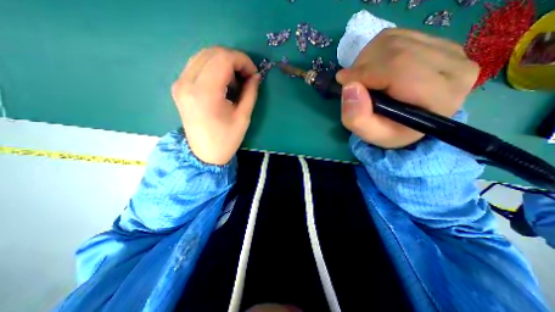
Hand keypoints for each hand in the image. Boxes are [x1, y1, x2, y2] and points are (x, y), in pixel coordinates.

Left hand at [171, 46, 260, 165]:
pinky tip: (222, 83)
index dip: (243, 61)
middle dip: (234, 60)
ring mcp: (180, 83)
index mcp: (205, 93)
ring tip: (235, 81)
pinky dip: (213, 67)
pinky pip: (197, 65)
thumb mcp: (243, 117)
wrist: (204, 154)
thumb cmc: (226, 139)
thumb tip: (255, 76)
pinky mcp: (179, 86)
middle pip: (212, 52)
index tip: (253, 74)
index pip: (223, 58)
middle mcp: (187, 82)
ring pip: (204, 55)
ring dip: (224, 63)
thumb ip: (251, 92)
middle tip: (246, 76)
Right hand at [336, 28, 478, 148]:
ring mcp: (448, 49)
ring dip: (366, 59)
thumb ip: (357, 118)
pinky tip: (374, 70)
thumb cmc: (390, 131)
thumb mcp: (371, 134)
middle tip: (352, 84)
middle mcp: (453, 66)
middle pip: (395, 50)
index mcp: (440, 95)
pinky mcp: (436, 41)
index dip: (363, 73)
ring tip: (363, 80)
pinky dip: (375, 52)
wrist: (409, 122)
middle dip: (362, 66)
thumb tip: (349, 87)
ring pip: (392, 40)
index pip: (398, 68)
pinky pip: (395, 36)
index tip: (343, 82)